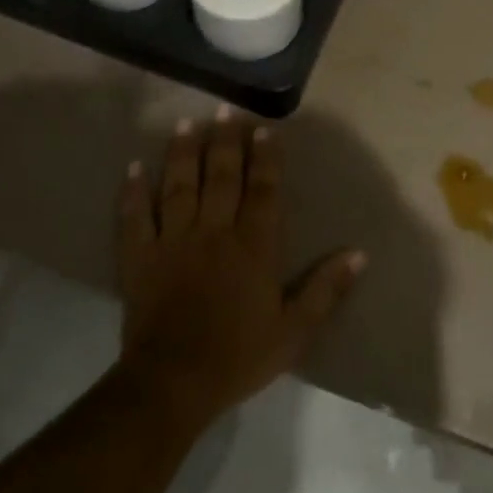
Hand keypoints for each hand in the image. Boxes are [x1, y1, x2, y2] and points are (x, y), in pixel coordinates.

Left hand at [114, 107, 364, 428]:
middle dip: (225, 141)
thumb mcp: (294, 331)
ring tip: (187, 124)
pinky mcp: (139, 257)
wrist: (174, 382)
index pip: (263, 191)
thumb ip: (326, 289)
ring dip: (183, 153)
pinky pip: (135, 217)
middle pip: (221, 177)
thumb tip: (359, 254)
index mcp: (253, 247)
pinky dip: (133, 191)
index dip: (265, 158)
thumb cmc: (239, 356)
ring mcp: (172, 241)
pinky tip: (134, 167)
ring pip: (179, 186)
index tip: (265, 129)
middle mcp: (214, 232)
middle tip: (226, 110)